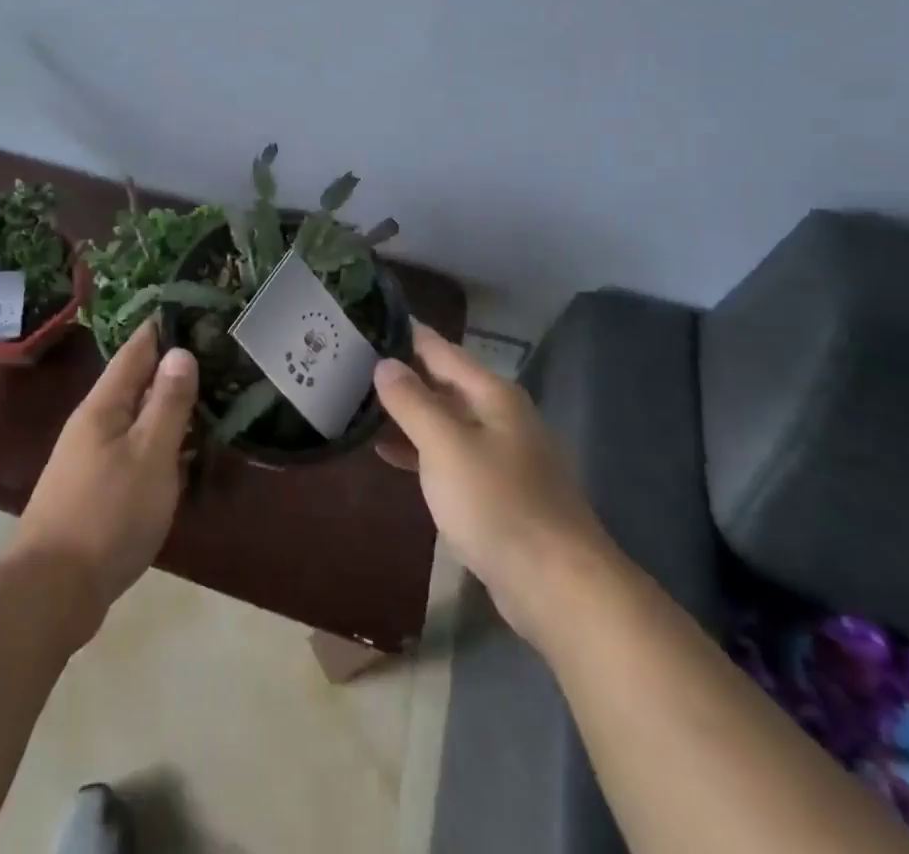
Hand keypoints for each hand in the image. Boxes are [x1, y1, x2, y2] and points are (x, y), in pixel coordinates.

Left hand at [8, 321, 197, 636]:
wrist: (53, 589)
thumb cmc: (108, 513)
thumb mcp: (150, 454)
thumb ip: (168, 403)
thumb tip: (180, 351)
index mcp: (104, 405)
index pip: (136, 350)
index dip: (161, 327)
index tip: (191, 307)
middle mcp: (93, 422)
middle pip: (136, 382)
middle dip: (170, 366)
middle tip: (214, 353)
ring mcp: (91, 455)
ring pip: (136, 416)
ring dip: (167, 405)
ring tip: (207, 396)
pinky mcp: (95, 486)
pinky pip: (134, 446)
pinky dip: (159, 439)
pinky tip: (182, 451)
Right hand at [374, 322, 613, 630]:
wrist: (558, 586)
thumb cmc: (497, 504)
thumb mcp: (445, 446)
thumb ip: (412, 402)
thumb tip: (385, 363)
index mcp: (492, 395)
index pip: (440, 349)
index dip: (405, 335)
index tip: (366, 322)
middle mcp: (500, 416)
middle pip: (444, 383)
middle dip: (402, 374)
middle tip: (350, 364)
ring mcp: (501, 455)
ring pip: (445, 420)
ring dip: (407, 413)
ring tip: (359, 404)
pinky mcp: (497, 492)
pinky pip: (450, 455)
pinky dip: (420, 449)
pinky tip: (387, 454)